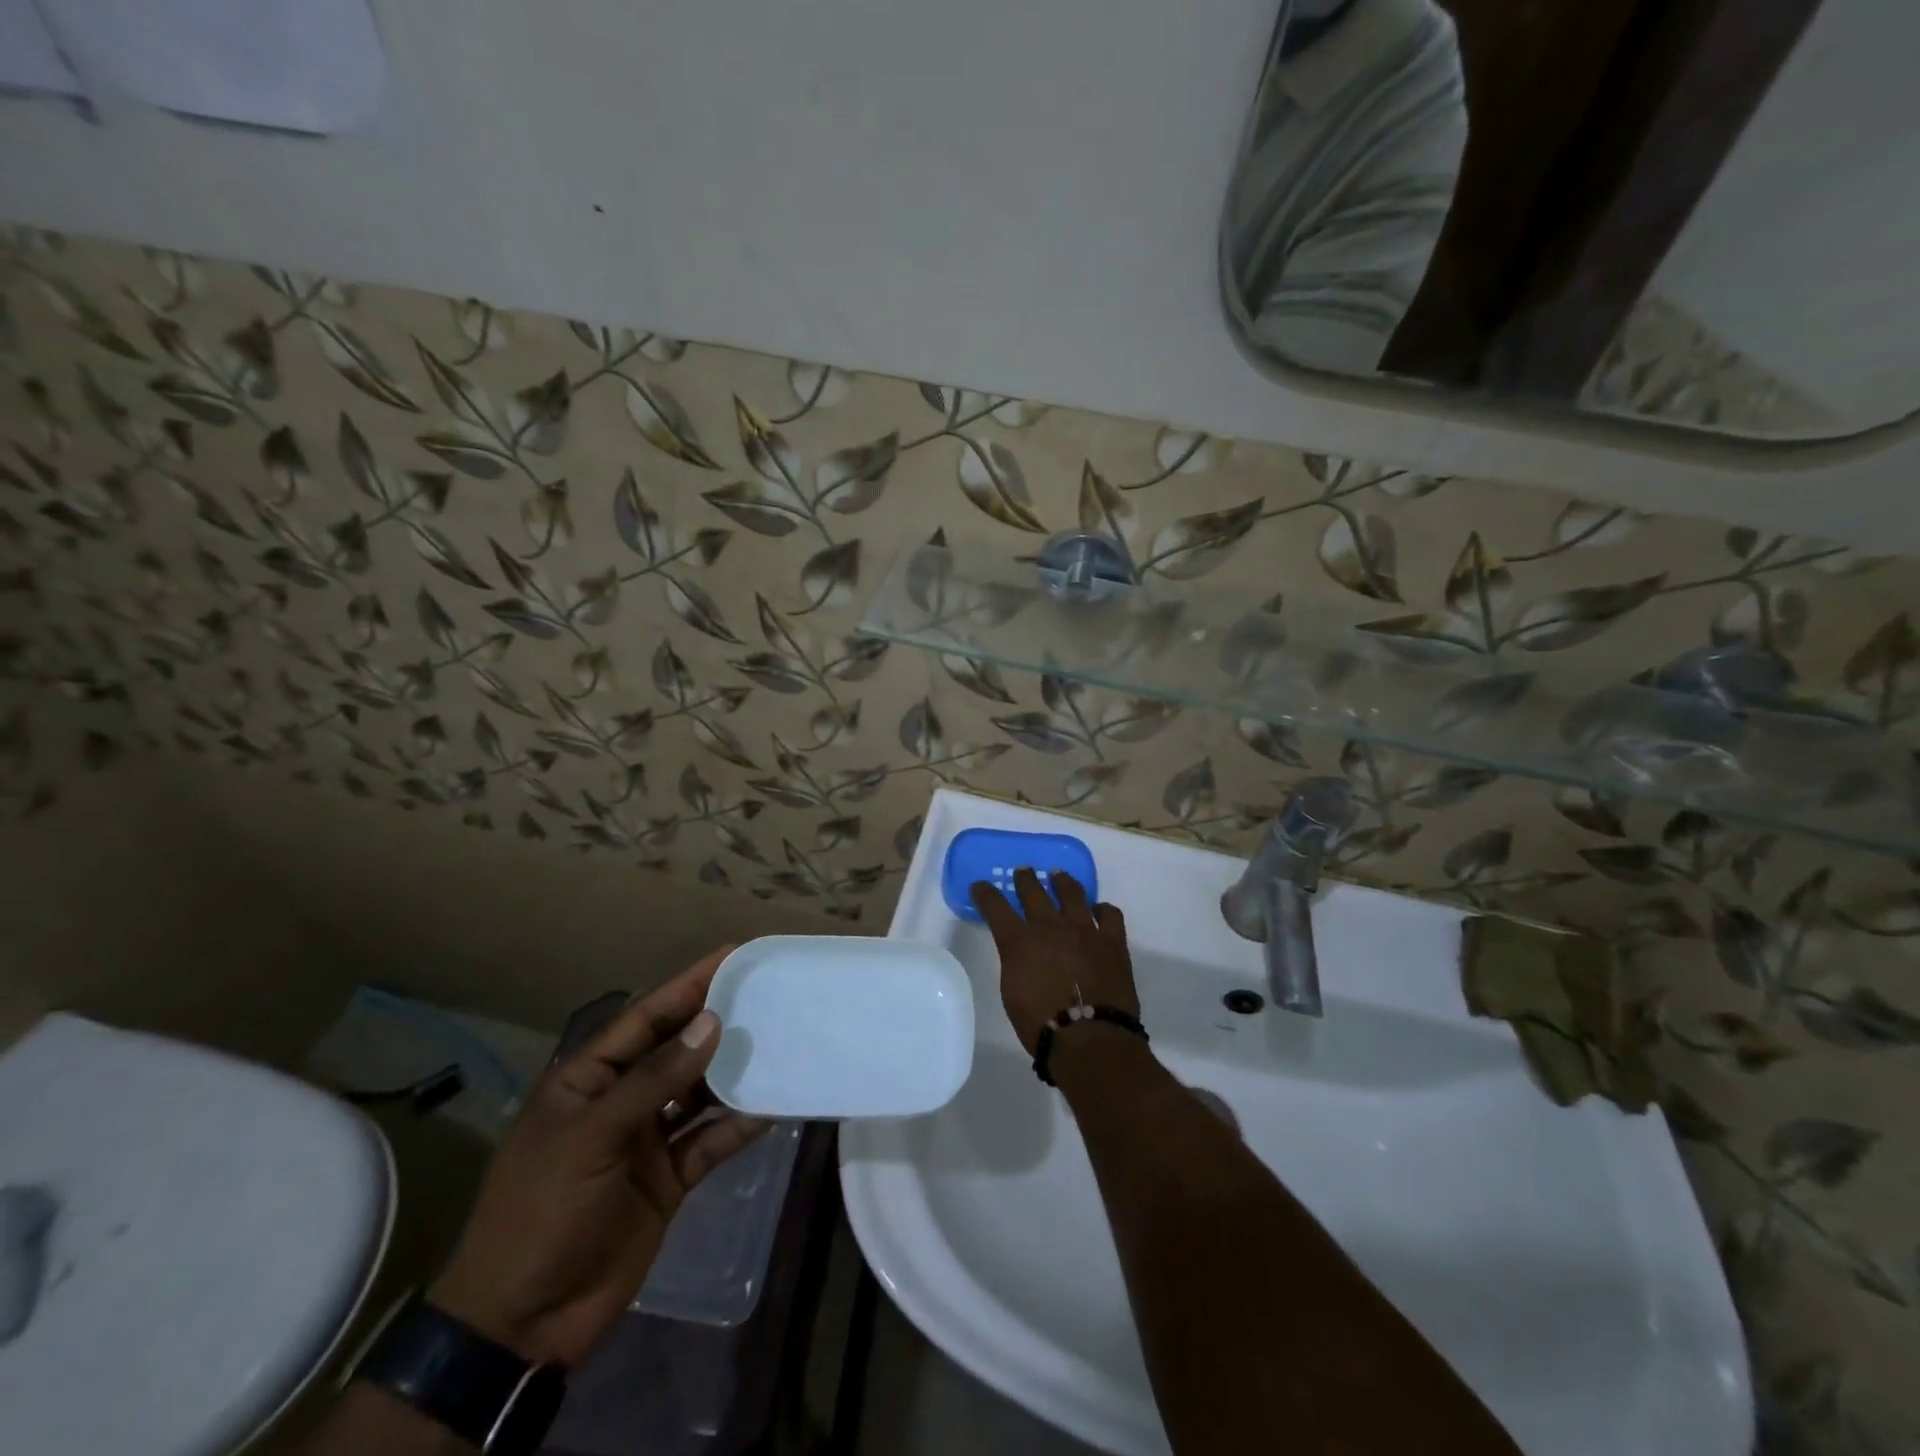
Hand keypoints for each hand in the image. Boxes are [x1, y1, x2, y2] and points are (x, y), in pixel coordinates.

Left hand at [428, 948, 768, 1367]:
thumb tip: (711, 1023)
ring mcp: (646, 1139)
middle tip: (767, 992)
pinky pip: (711, 1139)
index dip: (687, 984)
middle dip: (716, 1021)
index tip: (731, 955)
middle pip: (676, 1048)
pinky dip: (739, 1125)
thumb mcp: (592, 1137)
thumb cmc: (542, 1212)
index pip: (645, 1017)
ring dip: (733, 1071)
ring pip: (699, 1091)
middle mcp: (620, 1099)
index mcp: (588, 1078)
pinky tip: (773, 1107)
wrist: (523, 1324)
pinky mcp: (669, 1177)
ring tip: (778, 1040)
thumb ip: (654, 1079)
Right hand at [970, 869, 1138, 1055]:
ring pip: (1072, 893)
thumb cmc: (1041, 1025)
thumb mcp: (1012, 992)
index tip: (980, 887)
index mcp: (1019, 941)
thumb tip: (1023, 954)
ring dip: (1062, 882)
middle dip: (1025, 879)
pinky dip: (1103, 909)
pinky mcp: (1112, 941)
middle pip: (1033, 891)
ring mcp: (1084, 930)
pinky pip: (1109, 914)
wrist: (1089, 1040)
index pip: (995, 906)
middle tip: (1023, 872)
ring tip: (1059, 876)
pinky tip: (1100, 910)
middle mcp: (1049, 926)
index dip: (985, 894)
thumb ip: (1016, 963)